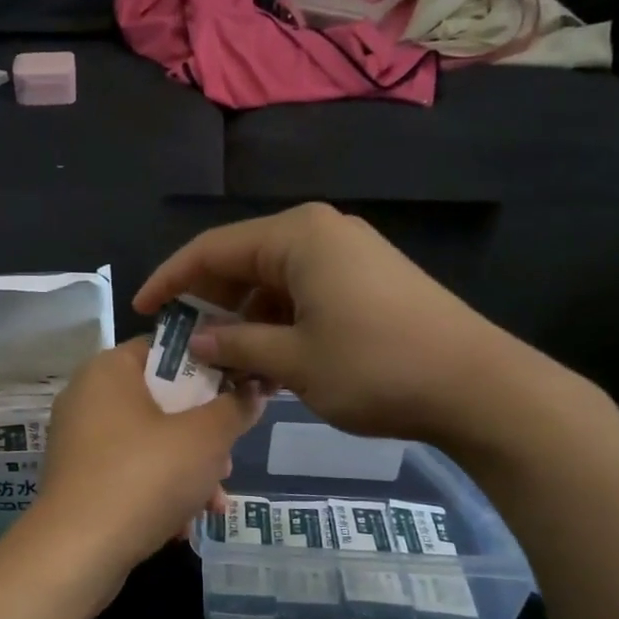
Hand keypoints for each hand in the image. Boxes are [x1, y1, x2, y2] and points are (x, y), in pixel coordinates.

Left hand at [27, 338, 264, 576]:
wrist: (77, 552)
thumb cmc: (145, 477)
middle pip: (163, 402)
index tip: (239, 395)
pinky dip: (158, 492)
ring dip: (188, 471)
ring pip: (150, 443)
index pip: (167, 350)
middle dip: (204, 436)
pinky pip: (129, 473)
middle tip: (227, 464)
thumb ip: (235, 408)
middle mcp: (88, 398)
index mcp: (110, 370)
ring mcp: (80, 442)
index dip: (210, 368)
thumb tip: (254, 389)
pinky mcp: (79, 481)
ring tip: (213, 504)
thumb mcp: (206, 438)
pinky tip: (182, 526)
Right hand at [134, 203, 583, 455]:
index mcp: (297, 237)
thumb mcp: (294, 361)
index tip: (143, 310)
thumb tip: (197, 339)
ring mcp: (348, 255)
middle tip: (184, 346)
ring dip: (246, 321)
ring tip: (226, 366)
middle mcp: (320, 233)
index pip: (213, 249)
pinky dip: (279, 324)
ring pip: (274, 283)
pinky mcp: (368, 281)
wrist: (475, 385)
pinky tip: (269, 363)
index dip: (171, 279)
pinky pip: (304, 294)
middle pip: (243, 262)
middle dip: (210, 303)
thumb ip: (237, 345)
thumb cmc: (375, 367)